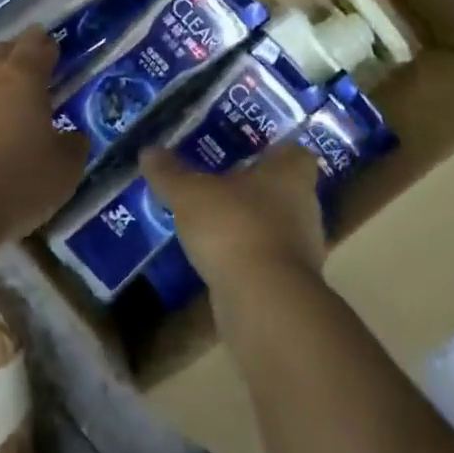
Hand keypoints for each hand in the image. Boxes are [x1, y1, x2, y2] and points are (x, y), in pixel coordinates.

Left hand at [0, 27, 87, 255]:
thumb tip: (72, 136)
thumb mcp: (62, 172)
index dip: (47, 46)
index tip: (54, 56)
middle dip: (16, 57)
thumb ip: (73, 146)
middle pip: (0, 50)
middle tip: (29, 77)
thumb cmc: (11, 182)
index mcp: (22, 75)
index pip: (36, 43)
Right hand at [141, 139, 325, 293]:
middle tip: (218, 182)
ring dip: (248, 224)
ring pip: (274, 226)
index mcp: (290, 175)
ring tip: (211, 220)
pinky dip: (244, 257)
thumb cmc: (234, 227)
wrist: (263, 302)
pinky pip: (265, 259)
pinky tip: (215, 257)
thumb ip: (170, 173)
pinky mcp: (289, 284)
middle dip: (254, 188)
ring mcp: (301, 249)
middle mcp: (304, 208)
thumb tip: (149, 151)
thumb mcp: (189, 194)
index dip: (273, 150)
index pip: (294, 153)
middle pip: (283, 190)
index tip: (247, 152)